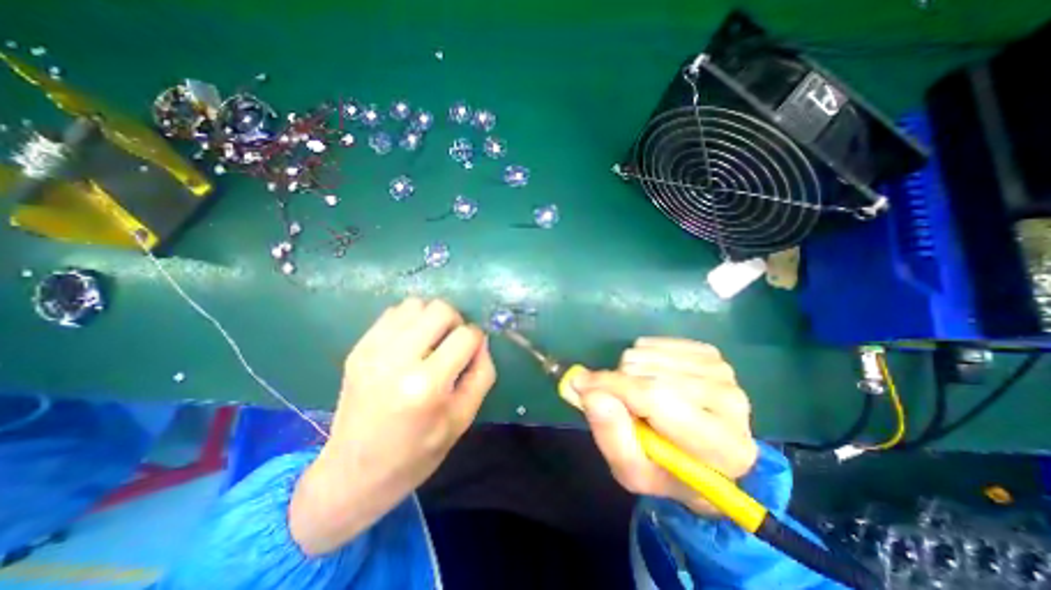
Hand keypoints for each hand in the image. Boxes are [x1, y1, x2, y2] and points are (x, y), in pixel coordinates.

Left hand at [292, 297, 497, 554]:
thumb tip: (482, 341)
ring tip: (431, 341)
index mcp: (426, 385)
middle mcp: (397, 360)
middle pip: (440, 309)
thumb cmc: (416, 453)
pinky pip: (393, 313)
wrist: (352, 473)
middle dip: (456, 322)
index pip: (467, 335)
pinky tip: (410, 343)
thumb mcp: (462, 419)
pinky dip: (410, 320)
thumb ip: (481, 374)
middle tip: (452, 343)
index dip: (477, 340)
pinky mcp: (359, 348)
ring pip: (416, 304)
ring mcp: (372, 350)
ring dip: (431, 318)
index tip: (472, 352)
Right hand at [573, 338, 755, 513]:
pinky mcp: (710, 354)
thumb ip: (611, 436)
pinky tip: (650, 376)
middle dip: (621, 384)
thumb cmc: (666, 469)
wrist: (702, 456)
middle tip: (622, 405)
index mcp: (723, 447)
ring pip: (649, 354)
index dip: (613, 387)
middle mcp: (732, 403)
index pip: (657, 399)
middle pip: (650, 373)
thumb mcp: (632, 470)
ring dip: (630, 371)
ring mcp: (723, 372)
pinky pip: (655, 343)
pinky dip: (642, 357)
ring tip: (638, 394)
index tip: (580, 383)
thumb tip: (590, 392)